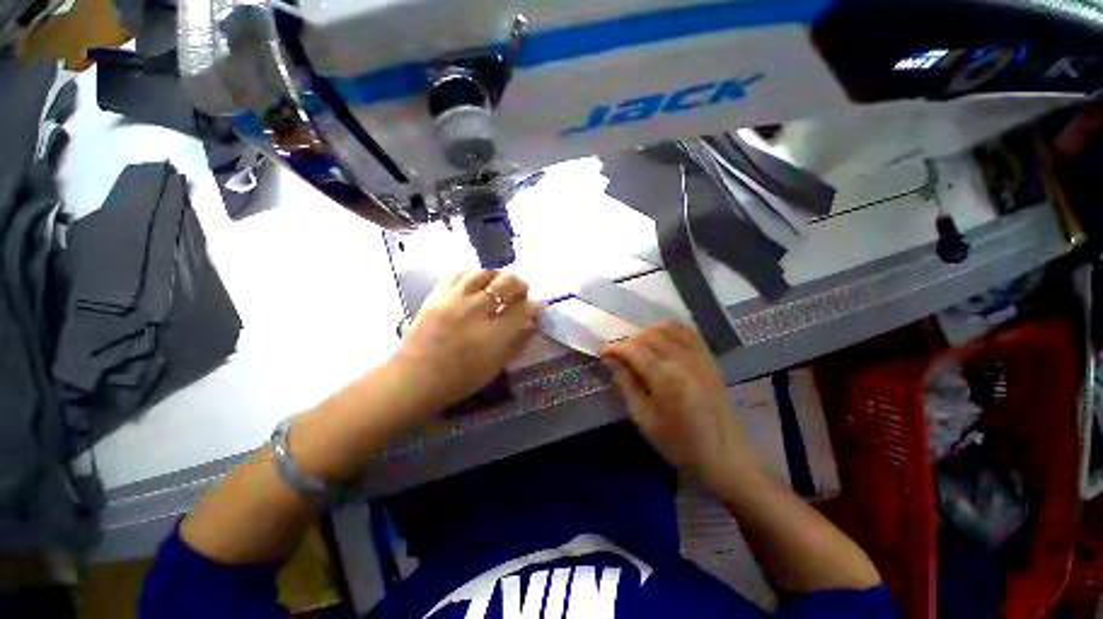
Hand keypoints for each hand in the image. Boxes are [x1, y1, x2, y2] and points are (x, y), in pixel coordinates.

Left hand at [394, 270, 539, 412]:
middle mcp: (476, 311)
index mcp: (493, 334)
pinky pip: (459, 273)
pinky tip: (475, 284)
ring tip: (498, 286)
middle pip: (507, 283)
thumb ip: (517, 343)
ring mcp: (455, 299)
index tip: (536, 307)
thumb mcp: (495, 367)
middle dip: (521, 286)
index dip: (535, 306)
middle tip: (520, 295)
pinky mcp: (437, 294)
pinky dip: (472, 275)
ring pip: (484, 272)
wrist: (414, 378)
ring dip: (497, 277)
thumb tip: (532, 325)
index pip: (524, 309)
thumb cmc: (459, 379)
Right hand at [601, 322, 761, 492]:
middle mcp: (683, 360)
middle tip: (618, 353)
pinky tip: (660, 340)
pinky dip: (669, 330)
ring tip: (636, 345)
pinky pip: (687, 332)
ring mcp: (700, 356)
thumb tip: (610, 360)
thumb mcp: (644, 418)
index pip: (634, 350)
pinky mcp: (709, 359)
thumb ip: (626, 384)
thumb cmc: (679, 443)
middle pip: (649, 335)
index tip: (602, 352)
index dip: (615, 348)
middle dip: (628, 340)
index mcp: (666, 377)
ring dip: (647, 331)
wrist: (725, 456)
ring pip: (668, 328)